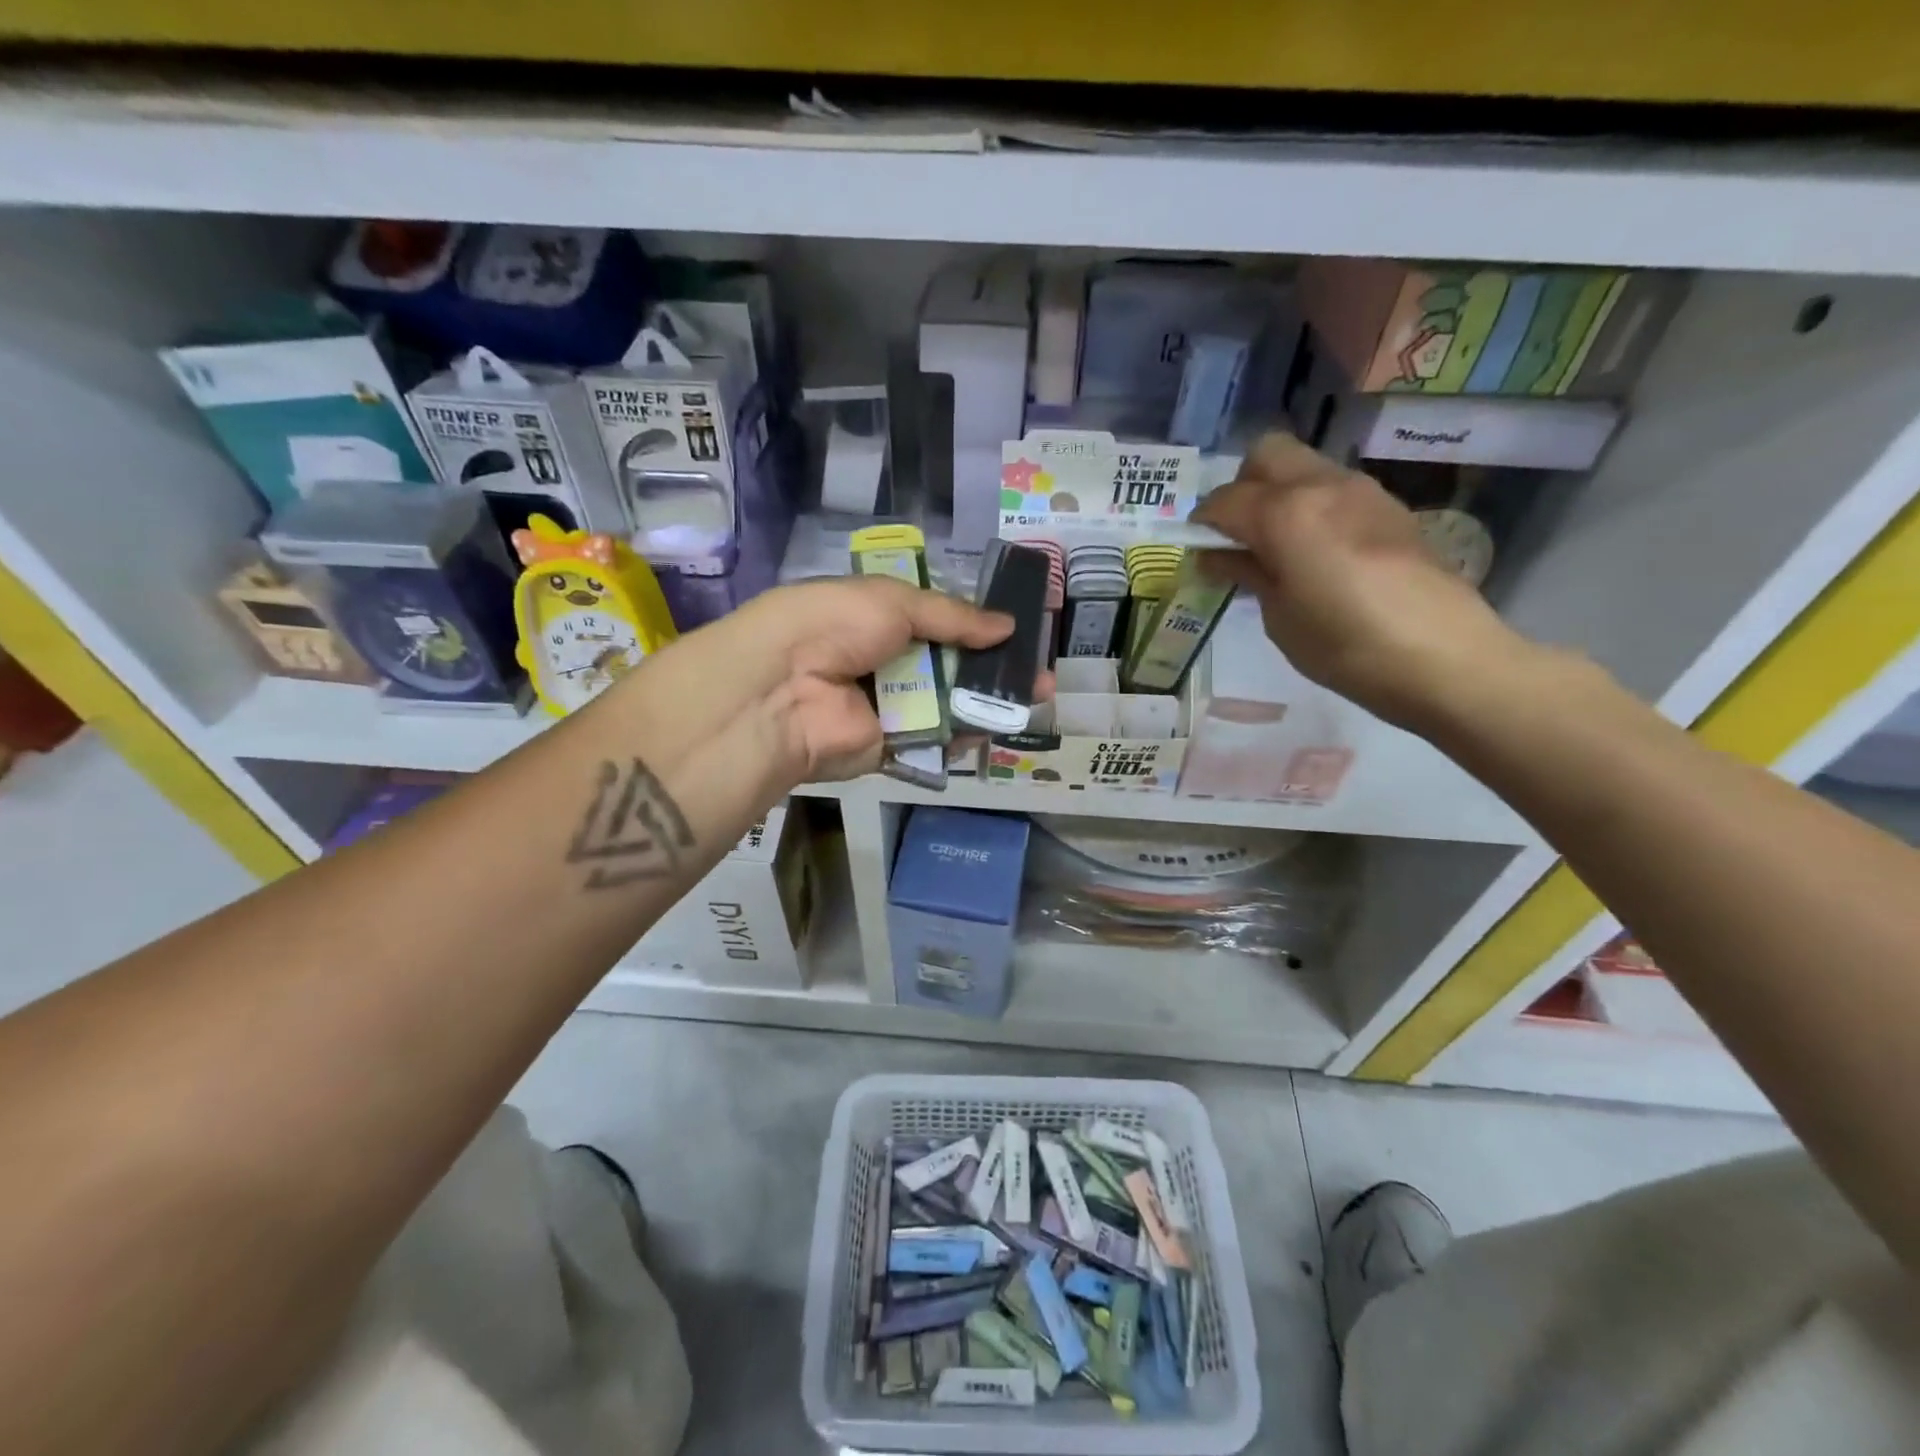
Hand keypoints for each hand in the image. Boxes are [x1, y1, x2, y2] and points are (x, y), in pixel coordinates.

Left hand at [728, 576, 1017, 781]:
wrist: (784, 689)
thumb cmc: (835, 625)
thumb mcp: (894, 601)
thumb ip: (953, 616)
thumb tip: (1008, 625)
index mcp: (882, 619)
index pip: (941, 623)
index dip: (980, 627)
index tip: (1020, 631)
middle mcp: (889, 662)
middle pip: (953, 665)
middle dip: (997, 667)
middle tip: (1041, 672)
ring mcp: (892, 706)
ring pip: (951, 703)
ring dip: (992, 700)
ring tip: (1037, 695)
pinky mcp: (894, 746)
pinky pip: (938, 738)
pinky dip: (969, 732)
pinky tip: (1004, 721)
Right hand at [1192, 434, 1524, 729]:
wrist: (1442, 655)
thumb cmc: (1344, 646)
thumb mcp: (1279, 617)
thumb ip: (1248, 574)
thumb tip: (1219, 556)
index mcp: (1285, 514)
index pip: (1224, 500)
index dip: (1202, 524)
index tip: (1197, 549)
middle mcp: (1321, 485)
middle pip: (1266, 454)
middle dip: (1241, 487)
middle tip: (1238, 535)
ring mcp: (1361, 491)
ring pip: (1303, 466)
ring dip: (1279, 494)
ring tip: (1276, 547)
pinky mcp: (1389, 507)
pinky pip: (1334, 489)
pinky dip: (1311, 507)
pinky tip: (1317, 553)